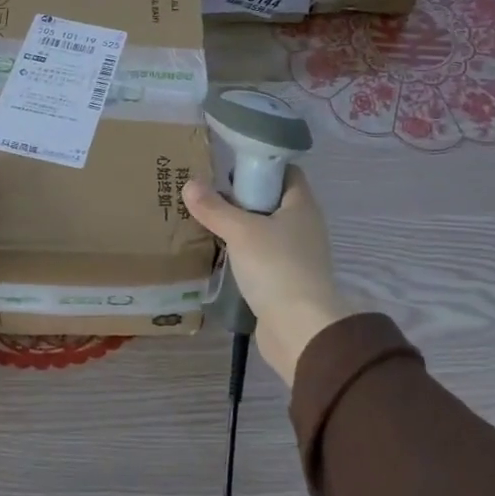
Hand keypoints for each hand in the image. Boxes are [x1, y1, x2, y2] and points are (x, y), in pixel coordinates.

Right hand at [182, 169, 352, 386]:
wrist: (300, 330)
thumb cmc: (276, 268)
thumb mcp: (240, 232)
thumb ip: (214, 208)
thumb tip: (190, 184)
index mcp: (302, 206)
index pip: (286, 172)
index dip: (260, 165)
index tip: (228, 168)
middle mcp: (304, 226)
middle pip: (272, 201)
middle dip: (242, 198)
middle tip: (207, 196)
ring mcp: (297, 256)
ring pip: (265, 231)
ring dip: (240, 228)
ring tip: (207, 223)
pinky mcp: (287, 281)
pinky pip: (262, 258)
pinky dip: (244, 254)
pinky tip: (220, 256)